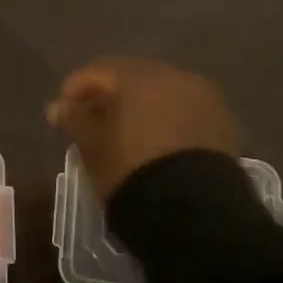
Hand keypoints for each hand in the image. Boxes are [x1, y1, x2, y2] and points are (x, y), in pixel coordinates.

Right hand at [46, 57, 239, 200]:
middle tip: (92, 121)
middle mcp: (176, 77)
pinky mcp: (223, 125)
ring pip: (162, 95)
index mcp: (140, 76)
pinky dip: (165, 121)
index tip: (61, 112)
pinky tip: (154, 143)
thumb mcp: (92, 146)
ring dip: (140, 108)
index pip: (98, 71)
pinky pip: (184, 113)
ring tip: (124, 134)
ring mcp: (205, 100)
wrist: (195, 211)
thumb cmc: (132, 170)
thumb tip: (58, 106)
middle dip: (110, 96)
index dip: (75, 89)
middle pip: (133, 78)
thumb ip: (74, 119)